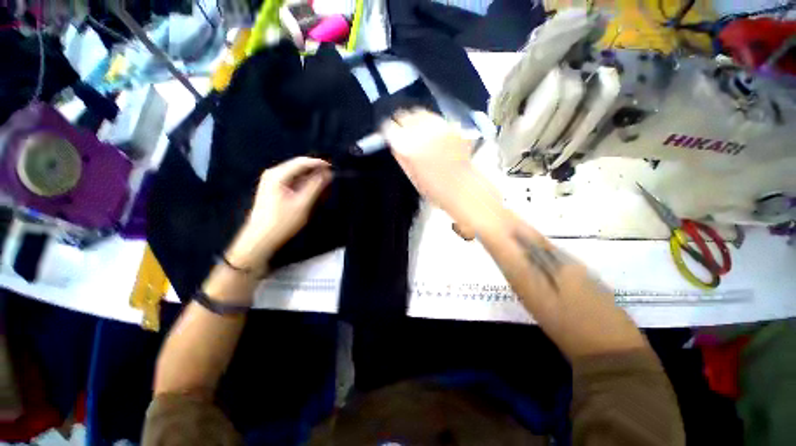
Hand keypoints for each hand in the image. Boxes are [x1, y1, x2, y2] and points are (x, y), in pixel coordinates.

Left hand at [226, 157, 330, 271]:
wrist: (260, 238)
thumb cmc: (282, 221)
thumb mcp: (302, 203)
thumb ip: (316, 186)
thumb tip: (327, 173)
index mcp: (278, 175)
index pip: (302, 162)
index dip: (319, 163)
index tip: (333, 168)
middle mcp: (273, 174)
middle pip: (298, 167)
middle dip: (315, 172)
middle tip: (329, 180)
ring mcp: (272, 182)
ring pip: (296, 175)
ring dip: (310, 180)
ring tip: (323, 188)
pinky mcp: (273, 190)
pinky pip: (292, 182)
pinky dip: (303, 186)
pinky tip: (311, 193)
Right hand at [380, 109, 494, 227]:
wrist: (459, 186)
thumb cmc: (431, 187)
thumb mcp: (409, 173)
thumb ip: (399, 153)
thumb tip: (394, 139)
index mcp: (406, 146)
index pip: (389, 126)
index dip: (389, 130)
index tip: (391, 133)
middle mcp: (420, 131)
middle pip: (404, 115)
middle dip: (402, 122)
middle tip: (405, 131)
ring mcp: (437, 126)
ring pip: (420, 112)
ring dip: (417, 120)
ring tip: (421, 132)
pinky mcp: (452, 125)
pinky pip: (436, 118)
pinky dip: (432, 124)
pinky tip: (435, 135)